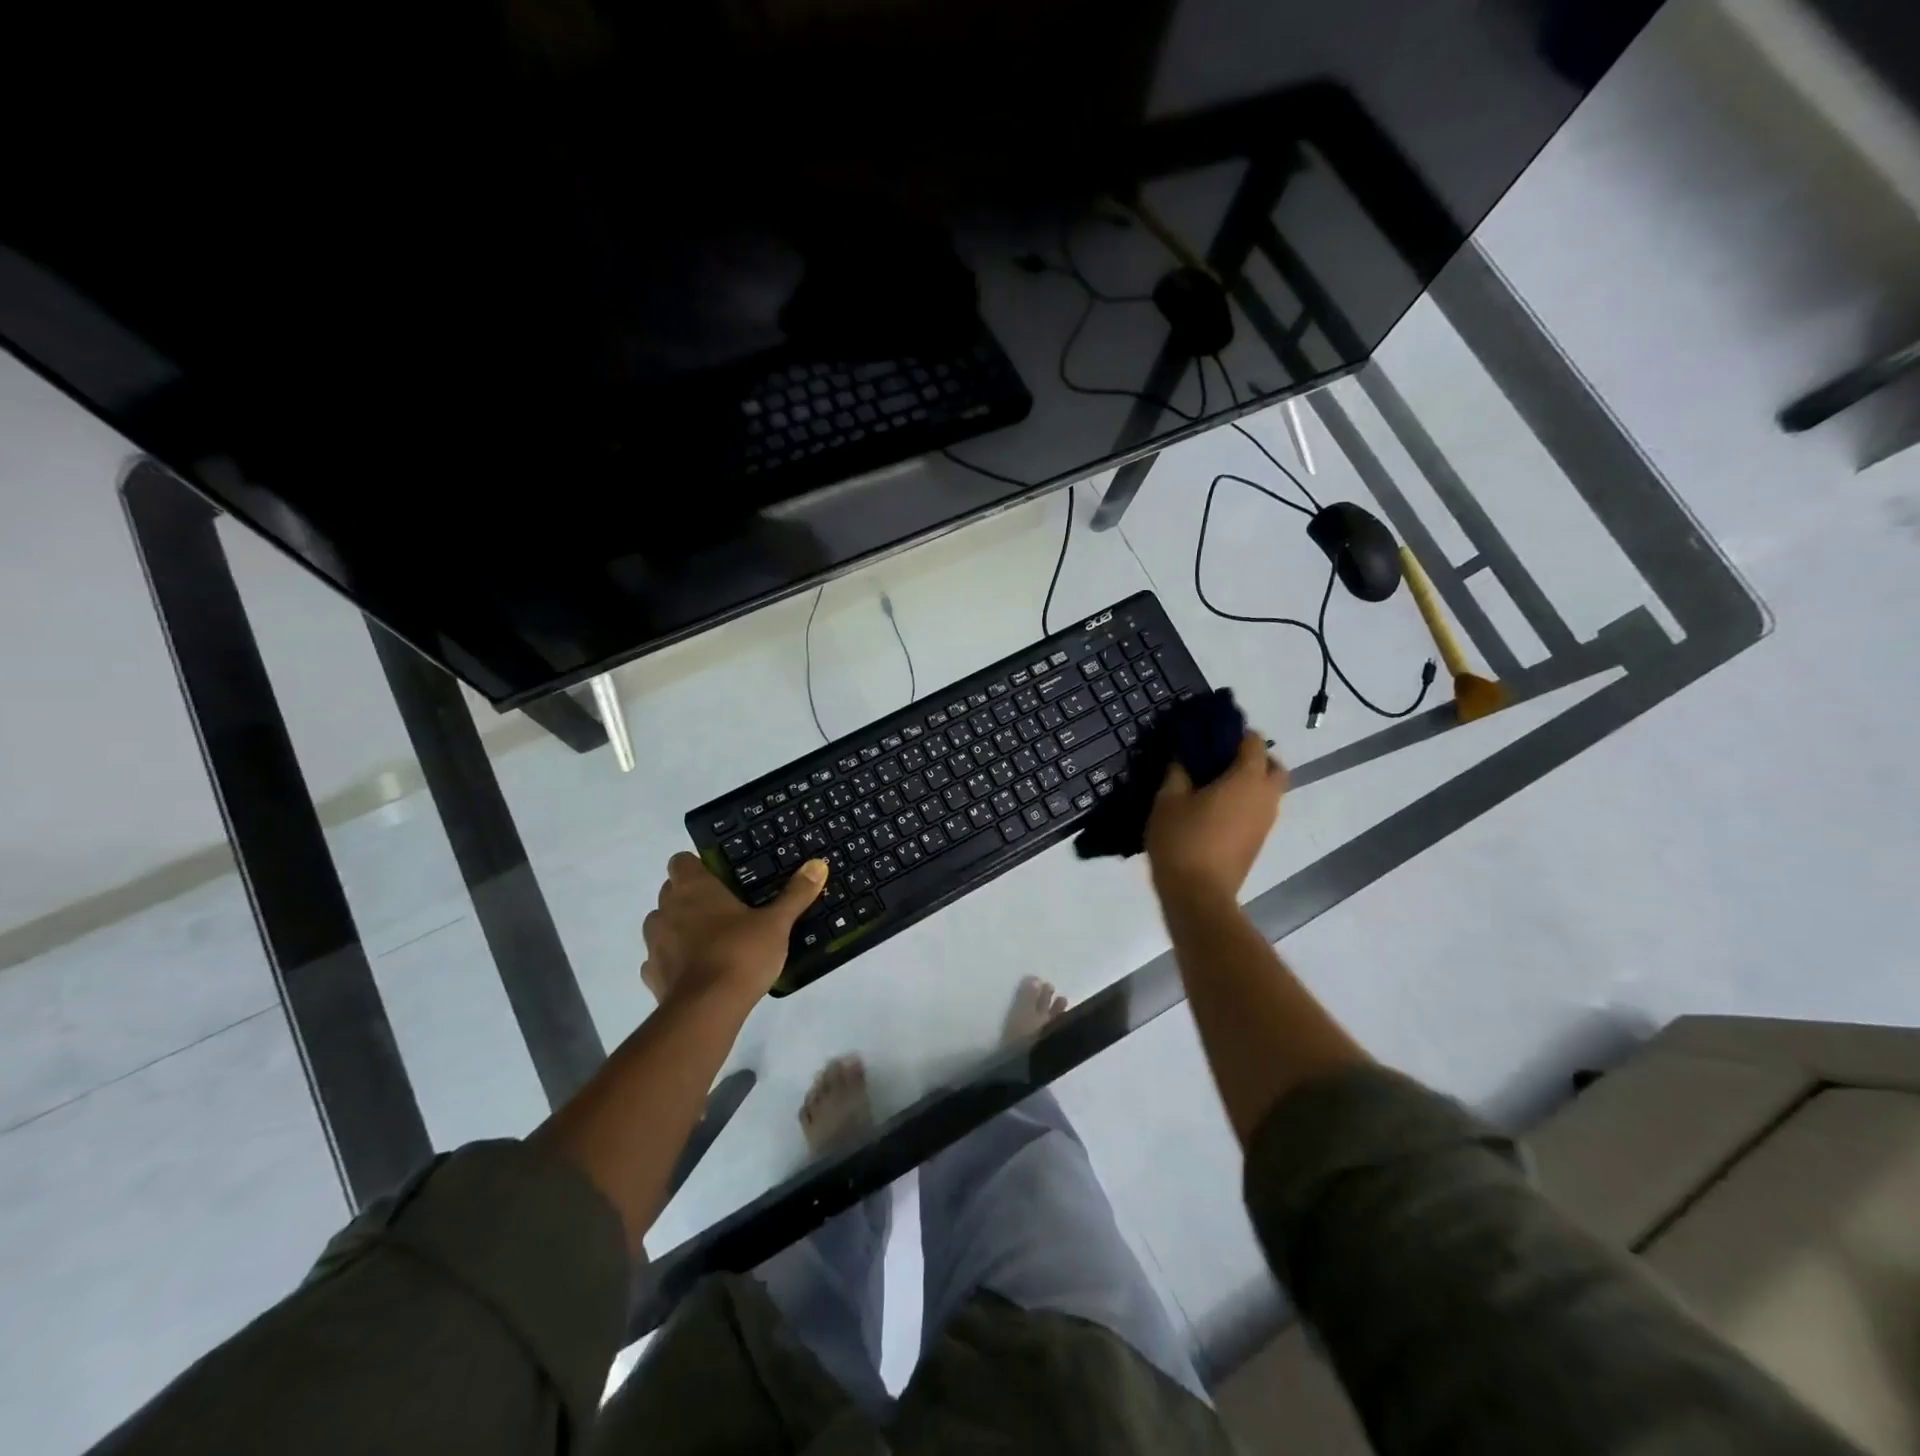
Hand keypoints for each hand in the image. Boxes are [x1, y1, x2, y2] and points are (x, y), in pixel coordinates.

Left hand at [642, 853, 826, 1007]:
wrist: (706, 1010)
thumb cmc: (741, 953)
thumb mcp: (777, 922)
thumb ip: (795, 894)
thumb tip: (818, 864)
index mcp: (694, 888)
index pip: (681, 861)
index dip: (698, 866)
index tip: (720, 878)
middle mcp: (667, 909)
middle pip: (671, 891)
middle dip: (690, 896)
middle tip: (724, 908)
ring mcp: (654, 943)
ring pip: (661, 923)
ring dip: (678, 926)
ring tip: (710, 939)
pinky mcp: (652, 975)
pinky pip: (659, 958)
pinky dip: (673, 960)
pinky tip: (696, 970)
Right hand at [1145, 732, 1287, 904]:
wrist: (1198, 895)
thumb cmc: (1182, 841)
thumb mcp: (1167, 800)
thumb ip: (1177, 772)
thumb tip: (1184, 758)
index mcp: (1246, 779)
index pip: (1254, 742)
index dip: (1235, 732)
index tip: (1210, 733)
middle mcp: (1265, 797)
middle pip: (1273, 765)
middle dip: (1253, 757)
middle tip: (1219, 759)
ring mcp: (1265, 822)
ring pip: (1269, 790)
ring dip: (1249, 781)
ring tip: (1213, 785)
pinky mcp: (1258, 841)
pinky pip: (1259, 809)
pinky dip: (1245, 801)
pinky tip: (1215, 809)